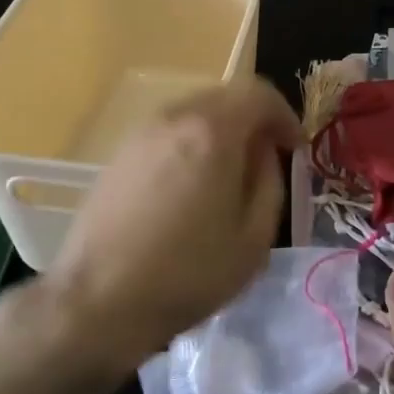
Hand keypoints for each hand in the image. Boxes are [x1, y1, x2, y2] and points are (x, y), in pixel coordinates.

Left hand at [42, 77, 300, 375]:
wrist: (99, 300)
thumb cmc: (187, 273)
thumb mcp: (254, 237)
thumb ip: (270, 182)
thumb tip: (264, 154)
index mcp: (212, 131)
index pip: (258, 93)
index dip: (284, 115)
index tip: (294, 148)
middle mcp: (174, 118)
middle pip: (224, 96)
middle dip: (253, 120)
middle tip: (267, 159)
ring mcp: (140, 133)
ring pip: (194, 112)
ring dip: (221, 132)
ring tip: (229, 175)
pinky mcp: (119, 154)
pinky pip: (168, 132)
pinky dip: (191, 144)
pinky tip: (191, 187)